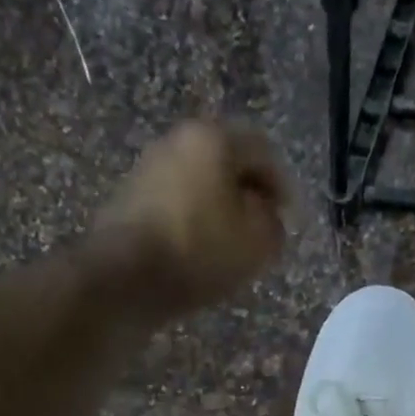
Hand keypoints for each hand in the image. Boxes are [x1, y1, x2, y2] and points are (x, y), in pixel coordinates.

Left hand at [96, 120, 287, 315]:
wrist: (125, 277)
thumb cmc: (201, 250)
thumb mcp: (258, 242)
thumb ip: (273, 224)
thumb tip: (265, 217)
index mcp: (213, 138)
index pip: (262, 151)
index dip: (283, 186)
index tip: (289, 219)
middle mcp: (177, 141)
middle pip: (226, 163)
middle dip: (248, 196)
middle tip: (262, 231)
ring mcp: (148, 169)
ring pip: (199, 184)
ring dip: (219, 210)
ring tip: (231, 246)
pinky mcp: (129, 200)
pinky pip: (176, 205)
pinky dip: (193, 223)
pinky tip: (199, 253)